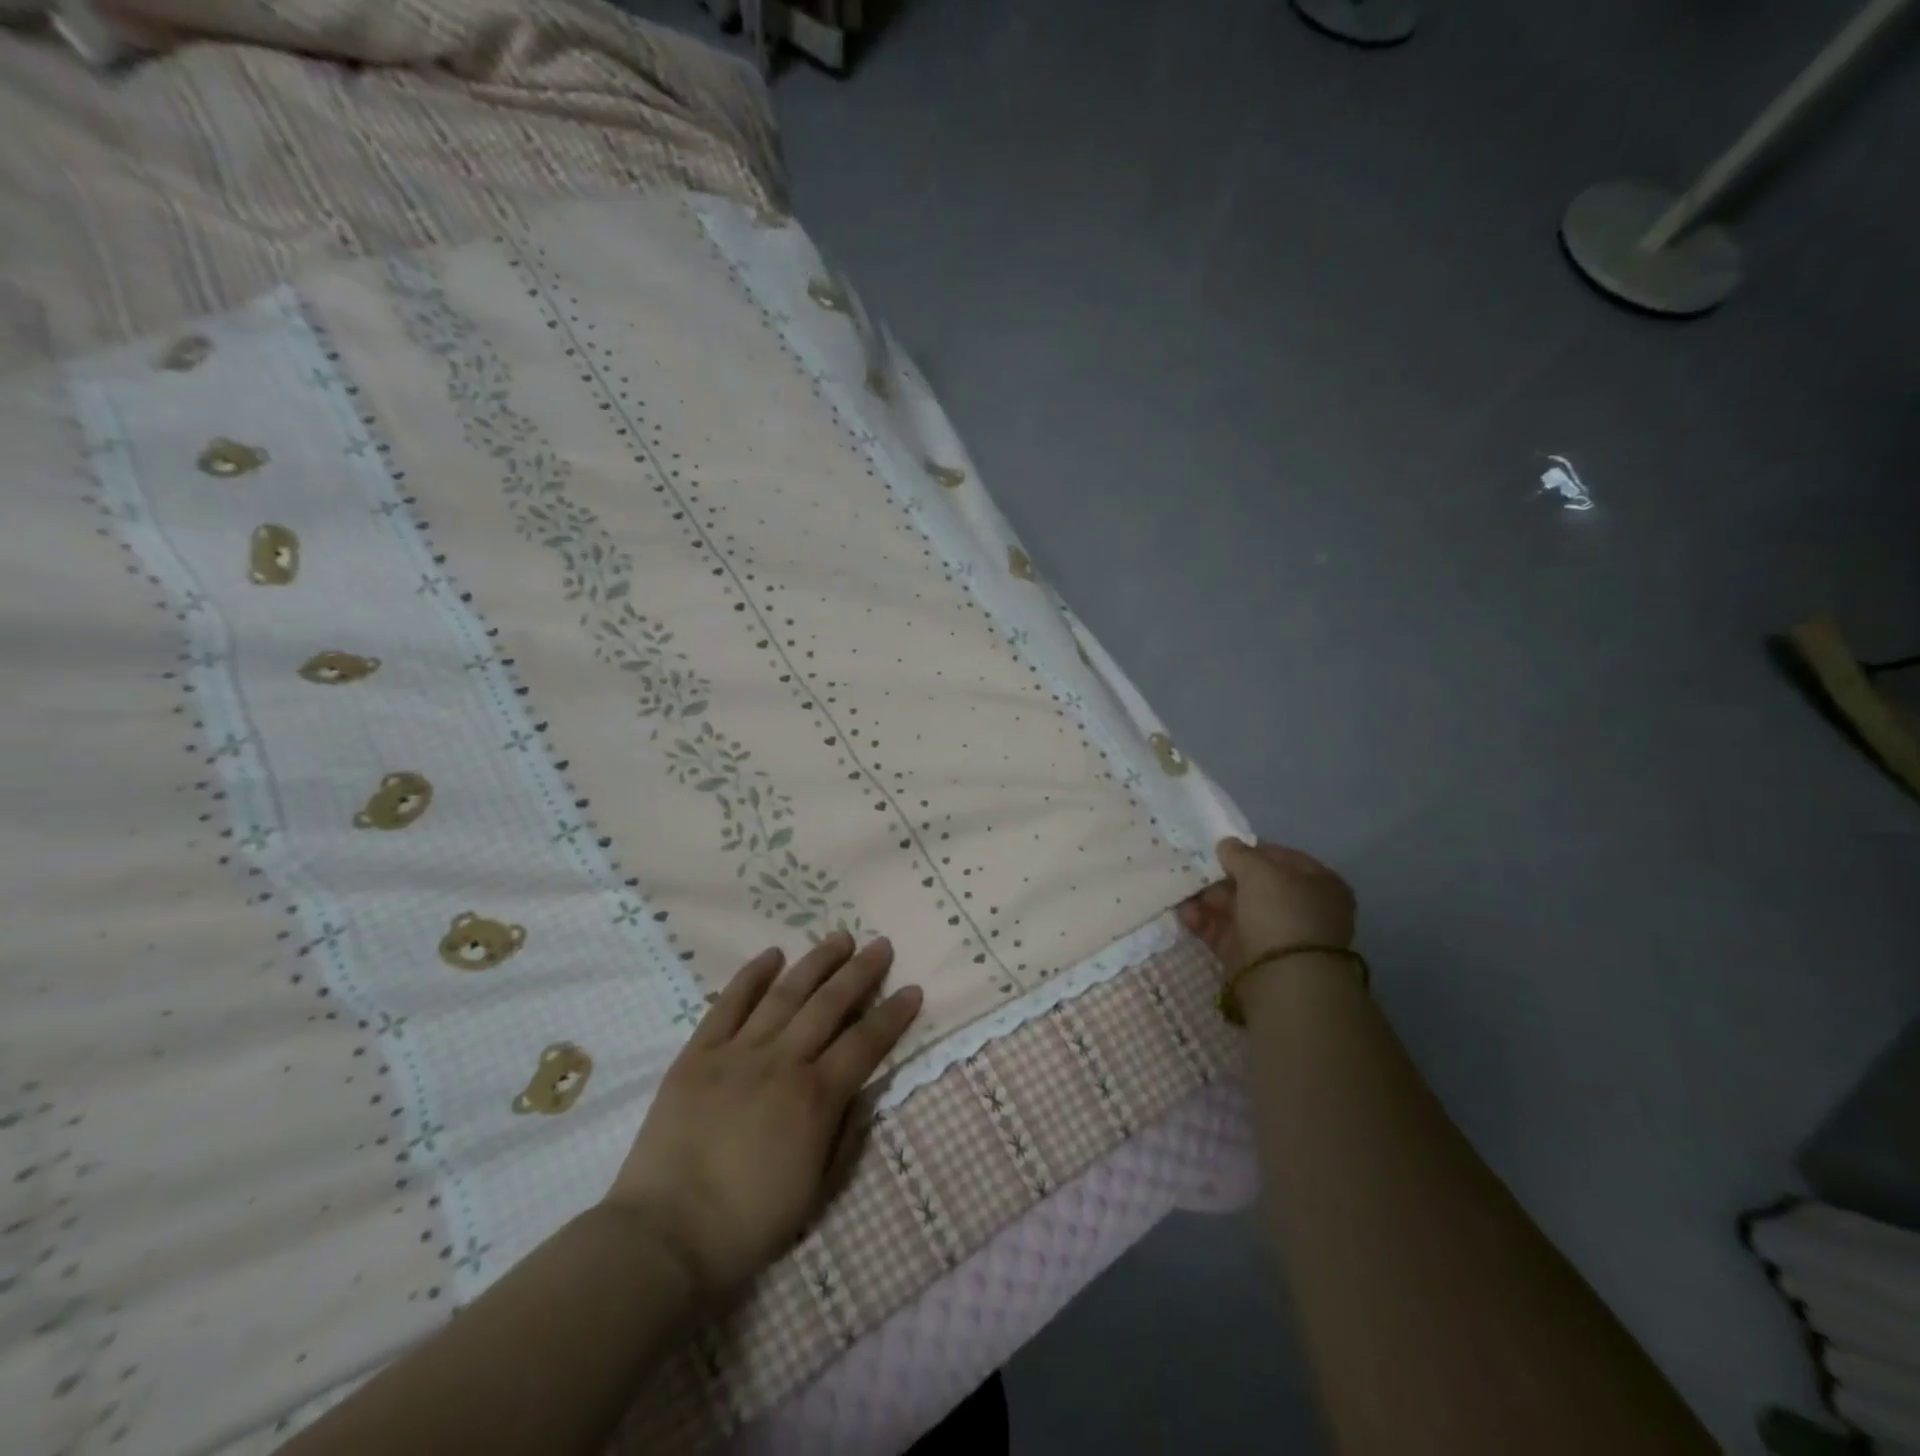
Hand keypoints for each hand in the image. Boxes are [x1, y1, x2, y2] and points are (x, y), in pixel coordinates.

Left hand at [603, 933, 921, 1304]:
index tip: (912, 989)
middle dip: (860, 972)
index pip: (866, 1043)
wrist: (664, 1237)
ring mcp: (737, 1053)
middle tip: (881, 945)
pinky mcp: (698, 1054)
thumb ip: (845, 1133)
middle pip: (829, 1004)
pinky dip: (751, 976)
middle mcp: (782, 1062)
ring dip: (816, 962)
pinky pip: (728, 1004)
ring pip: (785, 994)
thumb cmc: (748, 1224)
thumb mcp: (817, 1191)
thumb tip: (863, 1090)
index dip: (893, 1015)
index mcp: (815, 1098)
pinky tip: (772, 954)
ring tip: (839, 938)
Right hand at [1177, 838, 1355, 969]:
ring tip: (1182, 891)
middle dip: (1222, 877)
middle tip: (1195, 869)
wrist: (1284, 979)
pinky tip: (1185, 914)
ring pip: (1236, 908)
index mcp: (1319, 883)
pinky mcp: (1251, 956)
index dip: (1250, 850)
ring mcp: (1275, 934)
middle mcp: (1300, 908)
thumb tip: (1227, 844)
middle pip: (1254, 885)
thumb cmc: (1281, 913)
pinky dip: (1204, 922)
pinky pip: (1224, 932)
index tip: (1221, 848)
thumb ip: (1240, 854)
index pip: (1280, 858)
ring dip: (1208, 898)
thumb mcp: (1260, 871)